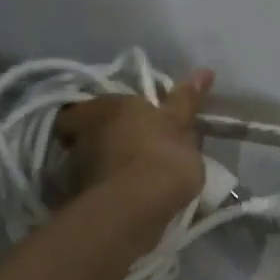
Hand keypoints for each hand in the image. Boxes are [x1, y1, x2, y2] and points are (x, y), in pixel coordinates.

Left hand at [55, 69, 212, 211]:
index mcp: (105, 106)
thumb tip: (204, 71)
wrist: (137, 208)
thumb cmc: (161, 156)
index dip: (107, 115)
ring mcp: (75, 166)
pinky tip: (128, 199)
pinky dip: (107, 190)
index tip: (129, 125)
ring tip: (133, 178)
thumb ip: (186, 100)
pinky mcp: (78, 197)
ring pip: (88, 161)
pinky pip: (94, 188)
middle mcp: (81, 132)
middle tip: (134, 150)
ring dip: (105, 166)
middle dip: (105, 139)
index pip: (91, 106)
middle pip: (88, 132)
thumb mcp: (179, 125)